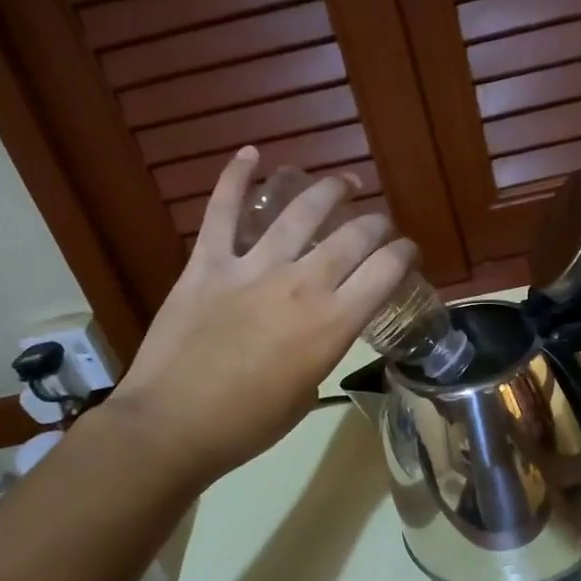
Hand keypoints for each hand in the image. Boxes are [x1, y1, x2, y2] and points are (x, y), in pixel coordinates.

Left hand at [108, 147, 415, 486]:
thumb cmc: (248, 424)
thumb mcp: (307, 391)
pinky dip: (235, 178)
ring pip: (299, 212)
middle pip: (352, 236)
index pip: (385, 271)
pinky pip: (222, 212)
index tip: (408, 252)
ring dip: (327, 191)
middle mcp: (301, 285)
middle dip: (375, 223)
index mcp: (332, 324)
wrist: (172, 426)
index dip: (404, 254)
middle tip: (379, 223)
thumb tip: (320, 328)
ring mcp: (251, 268)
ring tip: (343, 182)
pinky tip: (252, 154)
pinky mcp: (207, 264)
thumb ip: (322, 348)